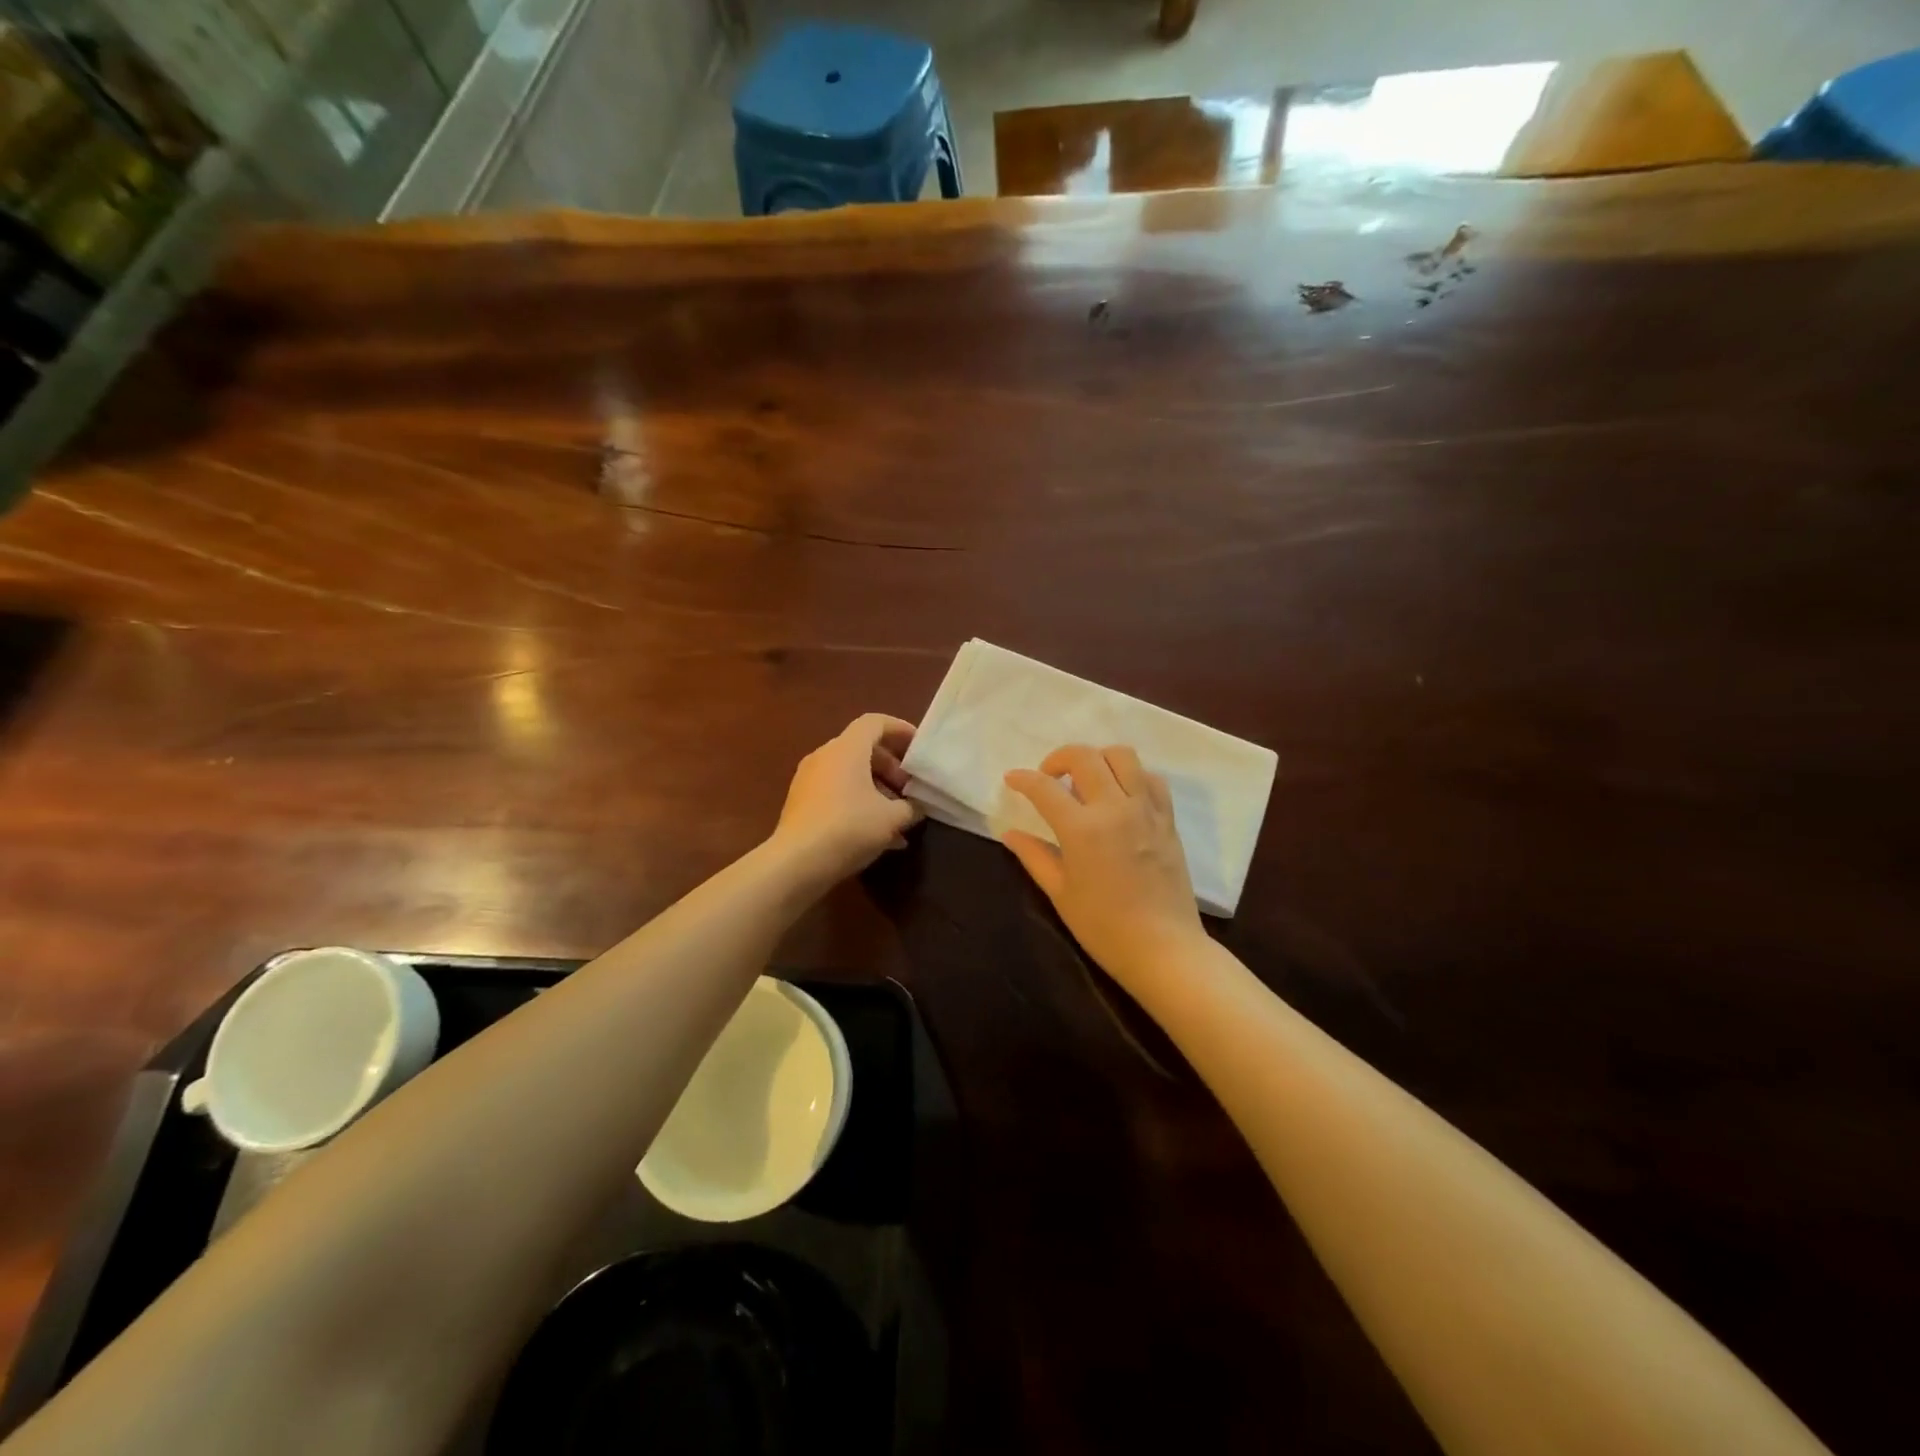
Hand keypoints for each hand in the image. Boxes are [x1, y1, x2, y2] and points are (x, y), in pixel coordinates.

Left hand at [772, 714, 922, 886]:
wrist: (797, 862)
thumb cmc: (849, 827)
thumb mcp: (892, 818)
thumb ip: (910, 807)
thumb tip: (916, 807)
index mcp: (847, 749)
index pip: (875, 722)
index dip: (900, 729)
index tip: (918, 747)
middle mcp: (825, 757)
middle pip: (863, 750)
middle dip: (891, 767)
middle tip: (909, 789)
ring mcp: (809, 780)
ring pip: (850, 774)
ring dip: (877, 790)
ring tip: (898, 816)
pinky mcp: (802, 804)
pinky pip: (837, 794)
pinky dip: (859, 805)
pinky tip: (879, 836)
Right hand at [1003, 744, 1204, 985]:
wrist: (1163, 949)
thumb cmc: (1104, 927)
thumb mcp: (1060, 893)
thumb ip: (1034, 856)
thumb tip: (1010, 834)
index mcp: (1082, 829)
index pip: (1045, 788)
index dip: (1023, 779)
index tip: (1012, 779)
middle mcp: (1115, 808)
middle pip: (1084, 756)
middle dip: (1058, 758)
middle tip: (1048, 778)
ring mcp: (1146, 810)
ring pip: (1122, 755)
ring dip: (1098, 758)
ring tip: (1086, 779)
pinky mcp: (1167, 818)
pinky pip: (1151, 778)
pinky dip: (1131, 775)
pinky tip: (1120, 794)